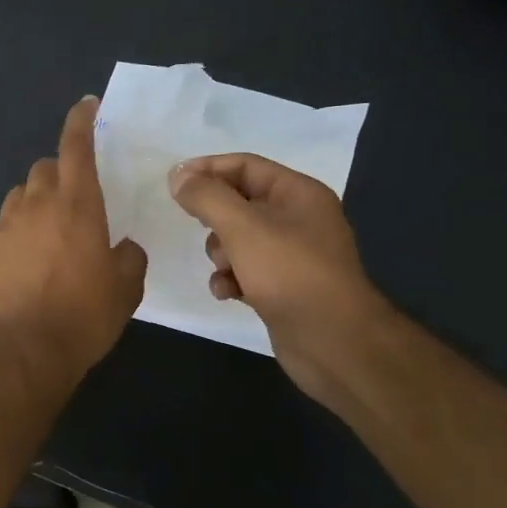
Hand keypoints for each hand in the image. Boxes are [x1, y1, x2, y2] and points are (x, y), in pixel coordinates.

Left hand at [0, 97, 148, 381]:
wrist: (25, 351)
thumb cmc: (84, 315)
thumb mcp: (126, 288)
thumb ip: (129, 256)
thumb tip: (122, 247)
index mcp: (76, 205)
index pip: (77, 147)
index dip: (82, 122)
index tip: (86, 106)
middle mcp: (35, 206)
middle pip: (43, 169)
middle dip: (59, 174)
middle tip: (73, 203)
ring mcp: (3, 228)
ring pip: (19, 199)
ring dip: (35, 206)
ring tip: (47, 239)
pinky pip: (2, 233)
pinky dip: (16, 239)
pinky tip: (24, 269)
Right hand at [168, 154, 389, 393]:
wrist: (333, 342)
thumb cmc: (290, 274)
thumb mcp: (242, 227)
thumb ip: (207, 197)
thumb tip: (178, 176)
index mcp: (298, 193)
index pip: (245, 165)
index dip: (207, 168)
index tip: (173, 183)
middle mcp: (298, 218)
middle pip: (239, 202)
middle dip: (213, 217)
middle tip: (197, 228)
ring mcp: (291, 255)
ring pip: (238, 239)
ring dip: (220, 253)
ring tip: (224, 269)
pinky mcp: (283, 286)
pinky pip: (245, 270)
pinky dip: (231, 278)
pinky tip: (227, 293)